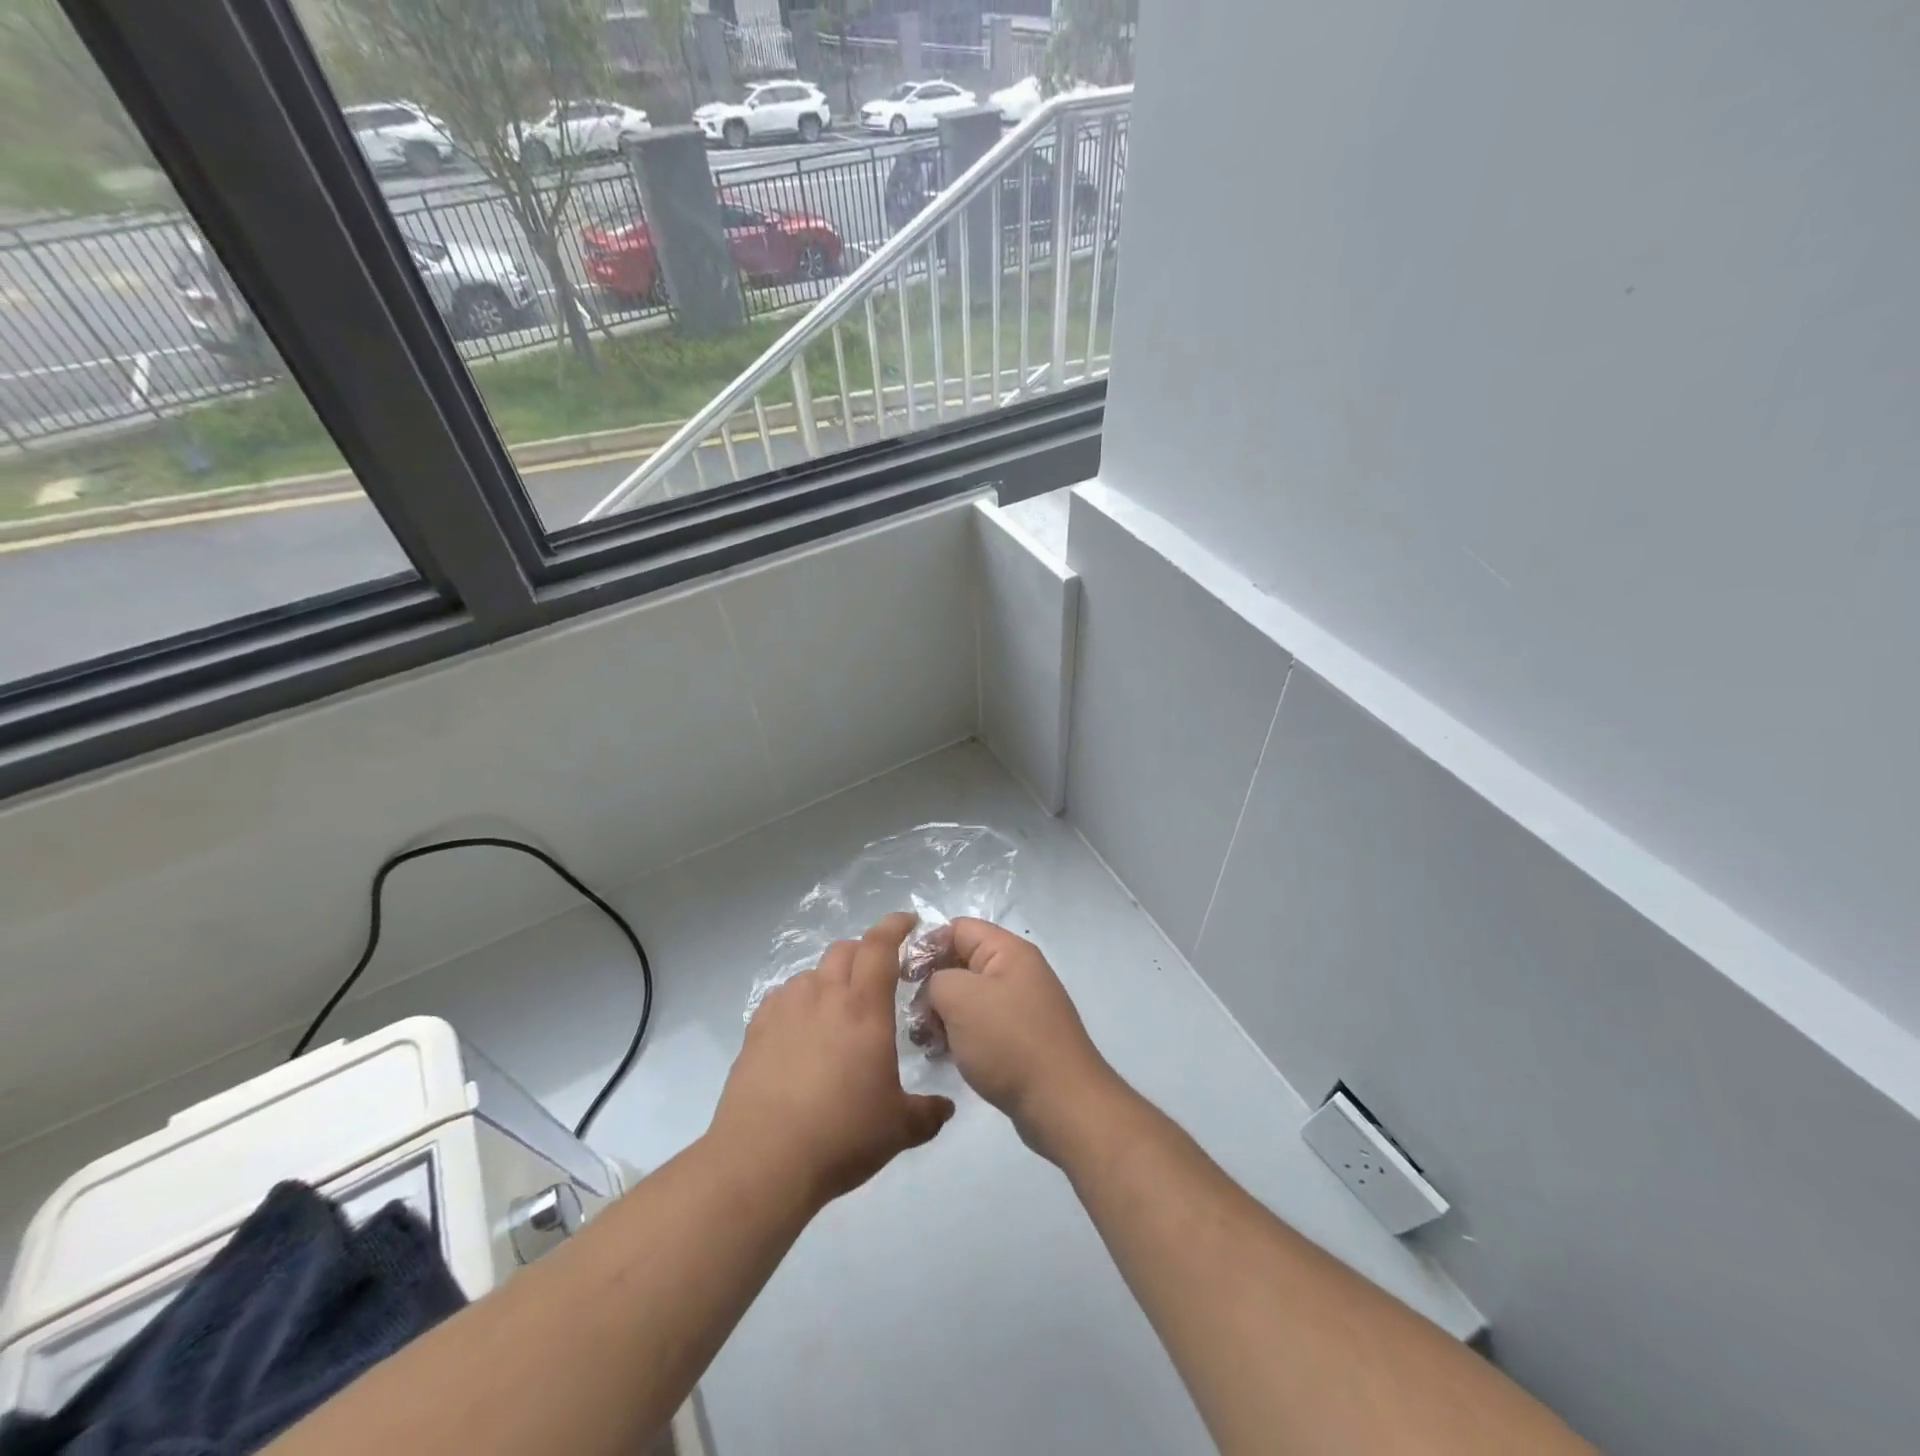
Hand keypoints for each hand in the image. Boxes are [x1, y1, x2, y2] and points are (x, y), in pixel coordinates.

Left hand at [710, 912, 953, 1208]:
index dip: (895, 926)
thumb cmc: (841, 1135)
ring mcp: (785, 1010)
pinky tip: (800, 1030)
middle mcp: (824, 996)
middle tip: (876, 974)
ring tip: (837, 1008)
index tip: (908, 921)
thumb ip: (927, 1112)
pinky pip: (782, 998)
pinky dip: (798, 1002)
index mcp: (864, 1008)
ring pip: (811, 973)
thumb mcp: (898, 1129)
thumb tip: (946, 1108)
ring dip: (829, 979)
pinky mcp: (756, 1030)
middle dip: (864, 952)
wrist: (763, 1160)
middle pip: (844, 950)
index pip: (880, 946)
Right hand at [924, 919, 1124, 1162]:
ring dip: (942, 1015)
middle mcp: (1017, 972)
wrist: (1062, 1104)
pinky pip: (980, 1026)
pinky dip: (959, 1036)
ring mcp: (1020, 1007)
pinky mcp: (1020, 1040)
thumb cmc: (1009, 1042)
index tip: (902, 977)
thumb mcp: (961, 998)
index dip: (927, 945)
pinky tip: (943, 1056)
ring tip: (925, 1041)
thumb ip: (936, 979)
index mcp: (1009, 951)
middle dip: (932, 985)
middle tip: (912, 1016)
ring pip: (968, 998)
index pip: (959, 928)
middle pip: (962, 963)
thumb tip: (935, 989)